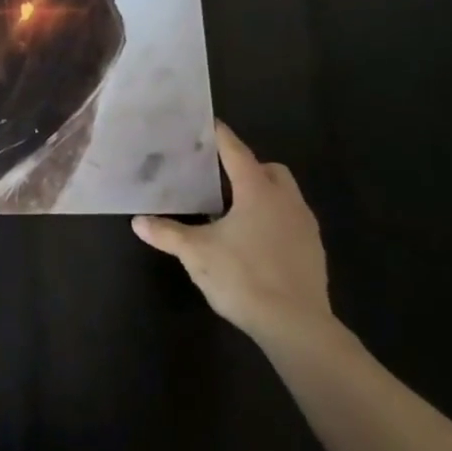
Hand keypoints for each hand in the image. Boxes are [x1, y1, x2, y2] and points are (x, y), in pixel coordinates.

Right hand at [132, 121, 335, 349]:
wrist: (296, 326)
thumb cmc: (243, 276)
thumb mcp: (196, 253)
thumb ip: (167, 233)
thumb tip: (138, 222)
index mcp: (257, 191)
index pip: (236, 152)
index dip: (220, 137)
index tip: (207, 124)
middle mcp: (286, 201)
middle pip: (269, 170)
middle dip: (247, 167)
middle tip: (218, 178)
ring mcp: (305, 227)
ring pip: (284, 196)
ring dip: (262, 195)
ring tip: (232, 211)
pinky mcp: (313, 252)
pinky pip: (291, 221)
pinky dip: (272, 220)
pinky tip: (252, 241)